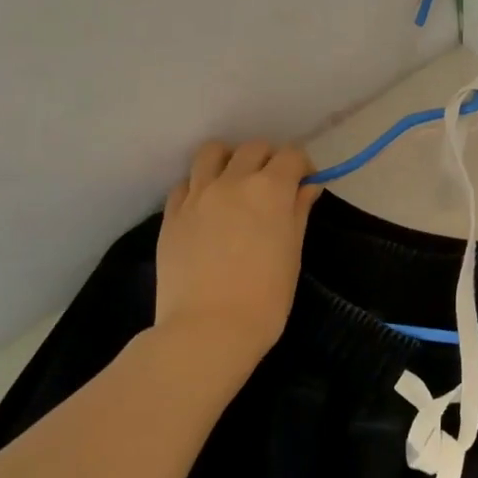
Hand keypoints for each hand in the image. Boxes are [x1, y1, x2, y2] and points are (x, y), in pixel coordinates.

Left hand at [154, 141, 320, 371]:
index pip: (291, 156)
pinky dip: (200, 186)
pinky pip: (186, 183)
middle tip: (272, 187)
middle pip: (253, 148)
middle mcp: (232, 181)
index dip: (302, 167)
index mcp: (270, 189)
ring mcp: (197, 195)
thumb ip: (298, 211)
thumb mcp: (293, 252)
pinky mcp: (171, 214)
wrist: (209, 329)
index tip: (304, 185)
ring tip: (234, 184)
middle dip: (268, 160)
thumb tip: (306, 187)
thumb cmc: (266, 297)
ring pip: (212, 152)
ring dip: (229, 160)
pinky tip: (207, 208)